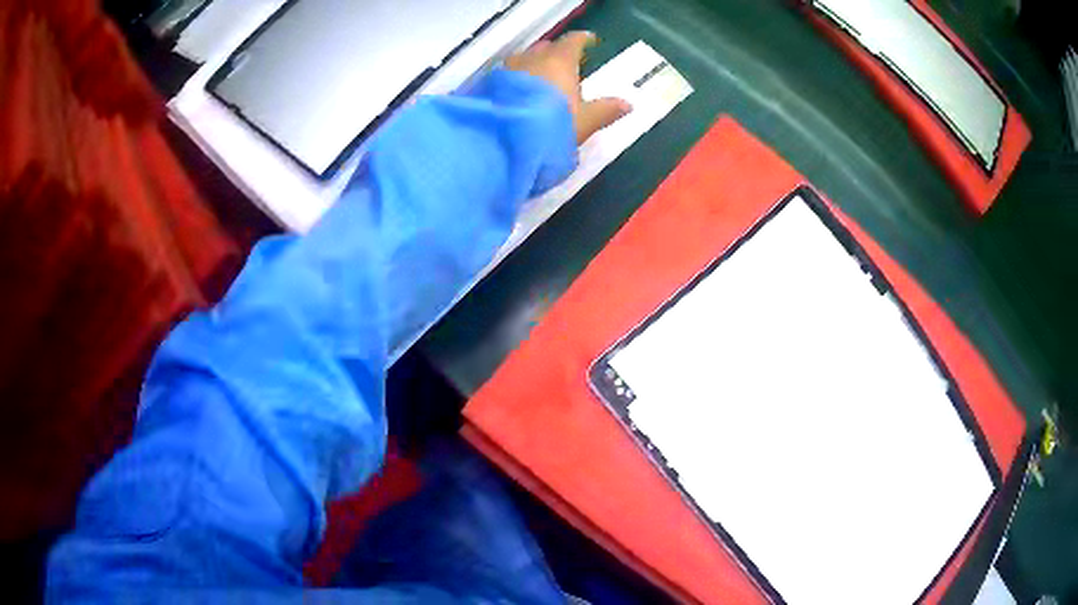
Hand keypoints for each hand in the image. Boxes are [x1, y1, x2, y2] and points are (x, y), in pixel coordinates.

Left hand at [506, 31, 631, 143]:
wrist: (501, 142)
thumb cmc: (551, 127)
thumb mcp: (583, 122)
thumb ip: (604, 111)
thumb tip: (627, 104)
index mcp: (559, 61)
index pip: (573, 41)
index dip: (583, 40)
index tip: (590, 41)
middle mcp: (532, 58)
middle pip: (546, 47)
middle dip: (557, 52)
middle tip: (567, 63)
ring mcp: (508, 70)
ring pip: (525, 59)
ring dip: (535, 65)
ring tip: (543, 78)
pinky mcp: (490, 86)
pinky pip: (509, 75)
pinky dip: (518, 78)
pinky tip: (521, 92)